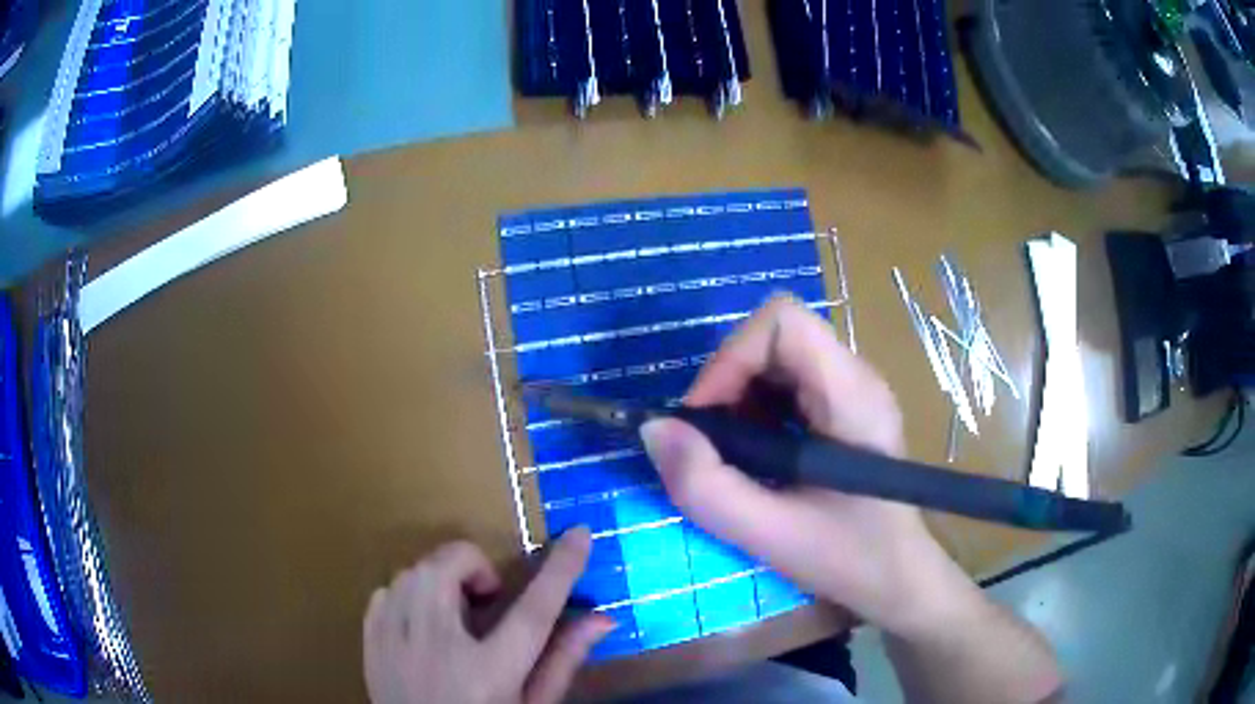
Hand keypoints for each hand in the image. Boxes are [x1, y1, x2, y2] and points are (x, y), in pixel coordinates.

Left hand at [362, 528, 614, 703]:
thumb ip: (563, 661)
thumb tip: (602, 618)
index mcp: (491, 673)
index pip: (534, 610)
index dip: (562, 567)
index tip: (580, 534)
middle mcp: (438, 649)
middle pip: (451, 567)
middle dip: (474, 567)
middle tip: (488, 601)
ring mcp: (394, 642)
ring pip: (414, 571)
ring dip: (442, 580)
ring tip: (455, 616)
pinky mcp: (370, 640)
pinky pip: (387, 590)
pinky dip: (409, 595)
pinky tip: (422, 626)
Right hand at [639, 295, 945, 631]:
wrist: (899, 579)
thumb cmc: (850, 560)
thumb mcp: (770, 536)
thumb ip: (707, 486)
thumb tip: (655, 430)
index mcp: (851, 393)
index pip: (782, 320)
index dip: (731, 357)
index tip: (705, 421)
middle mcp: (855, 376)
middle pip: (774, 337)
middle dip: (728, 383)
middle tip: (710, 445)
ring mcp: (851, 391)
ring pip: (775, 358)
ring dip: (737, 399)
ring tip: (732, 457)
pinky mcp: (842, 409)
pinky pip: (786, 384)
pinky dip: (754, 413)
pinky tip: (757, 459)